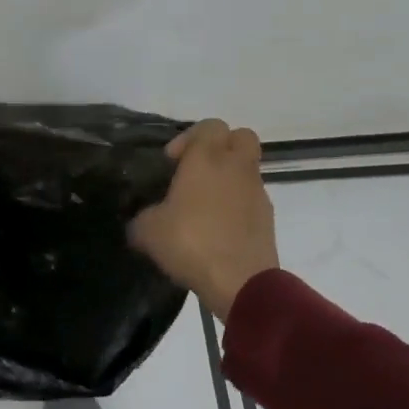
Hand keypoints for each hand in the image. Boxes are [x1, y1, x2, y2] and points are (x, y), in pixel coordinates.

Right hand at [129, 119, 279, 320]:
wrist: (241, 283)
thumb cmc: (191, 243)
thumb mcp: (147, 231)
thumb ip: (142, 217)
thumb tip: (140, 220)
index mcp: (207, 158)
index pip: (210, 125)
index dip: (189, 137)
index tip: (172, 163)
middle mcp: (236, 167)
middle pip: (240, 136)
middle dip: (220, 147)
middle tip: (197, 170)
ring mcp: (257, 192)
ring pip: (247, 168)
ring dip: (228, 178)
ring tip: (203, 206)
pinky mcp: (268, 218)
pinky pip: (251, 198)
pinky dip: (237, 205)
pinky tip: (217, 229)